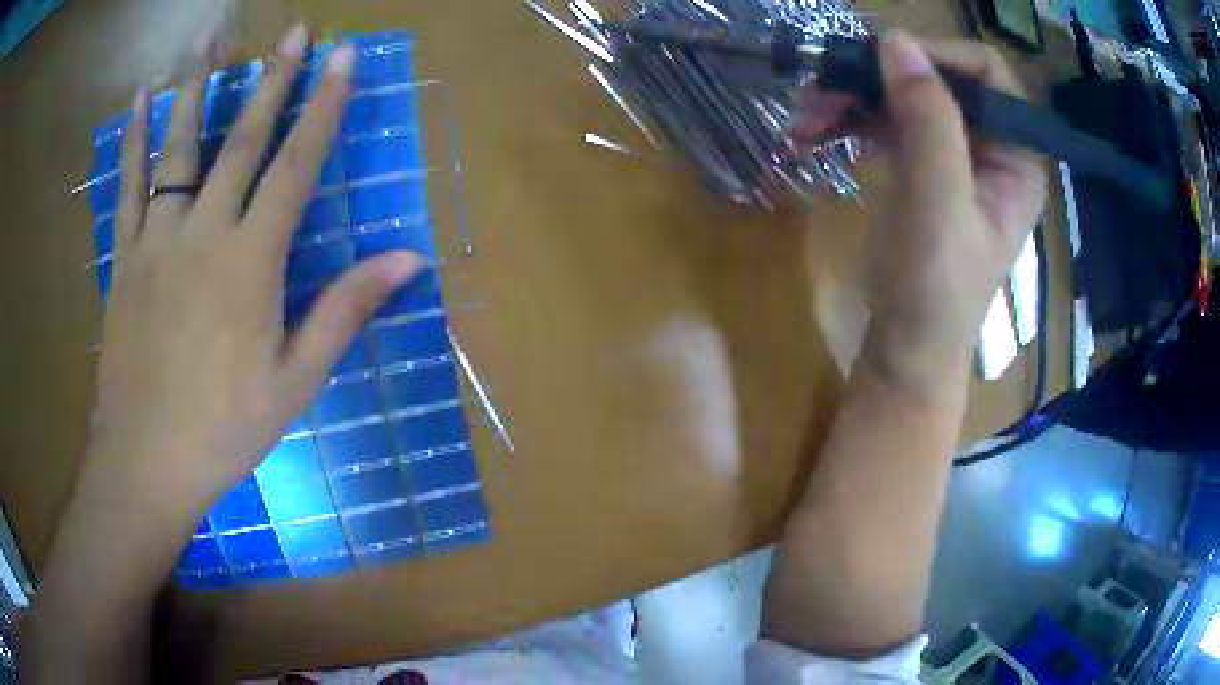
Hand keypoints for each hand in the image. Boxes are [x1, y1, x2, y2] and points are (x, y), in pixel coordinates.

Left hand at [87, 24, 423, 513]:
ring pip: (178, 148)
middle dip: (273, 79)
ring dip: (196, 86)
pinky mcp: (125, 258)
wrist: (145, 462)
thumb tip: (407, 260)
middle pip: (241, 140)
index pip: (296, 165)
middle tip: (295, 28)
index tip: (344, 57)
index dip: (324, 107)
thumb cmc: (223, 430)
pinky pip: (128, 186)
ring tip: (209, 38)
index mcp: (249, 262)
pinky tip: (140, 98)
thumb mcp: (295, 382)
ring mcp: (157, 240)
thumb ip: (344, 311)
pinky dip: (133, 138)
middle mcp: (203, 232)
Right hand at [798, 33, 1045, 394]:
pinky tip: (814, 131)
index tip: (881, 61)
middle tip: (823, 83)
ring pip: (906, 96)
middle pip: (940, 79)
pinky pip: (888, 122)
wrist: (904, 350)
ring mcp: (955, 156)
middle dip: (882, 77)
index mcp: (1017, 157)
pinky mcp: (922, 168)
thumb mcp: (938, 206)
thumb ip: (929, 122)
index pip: (988, 75)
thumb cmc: (935, 292)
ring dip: (854, 96)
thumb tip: (894, 40)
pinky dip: (851, 119)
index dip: (938, 57)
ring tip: (805, 114)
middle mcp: (992, 147)